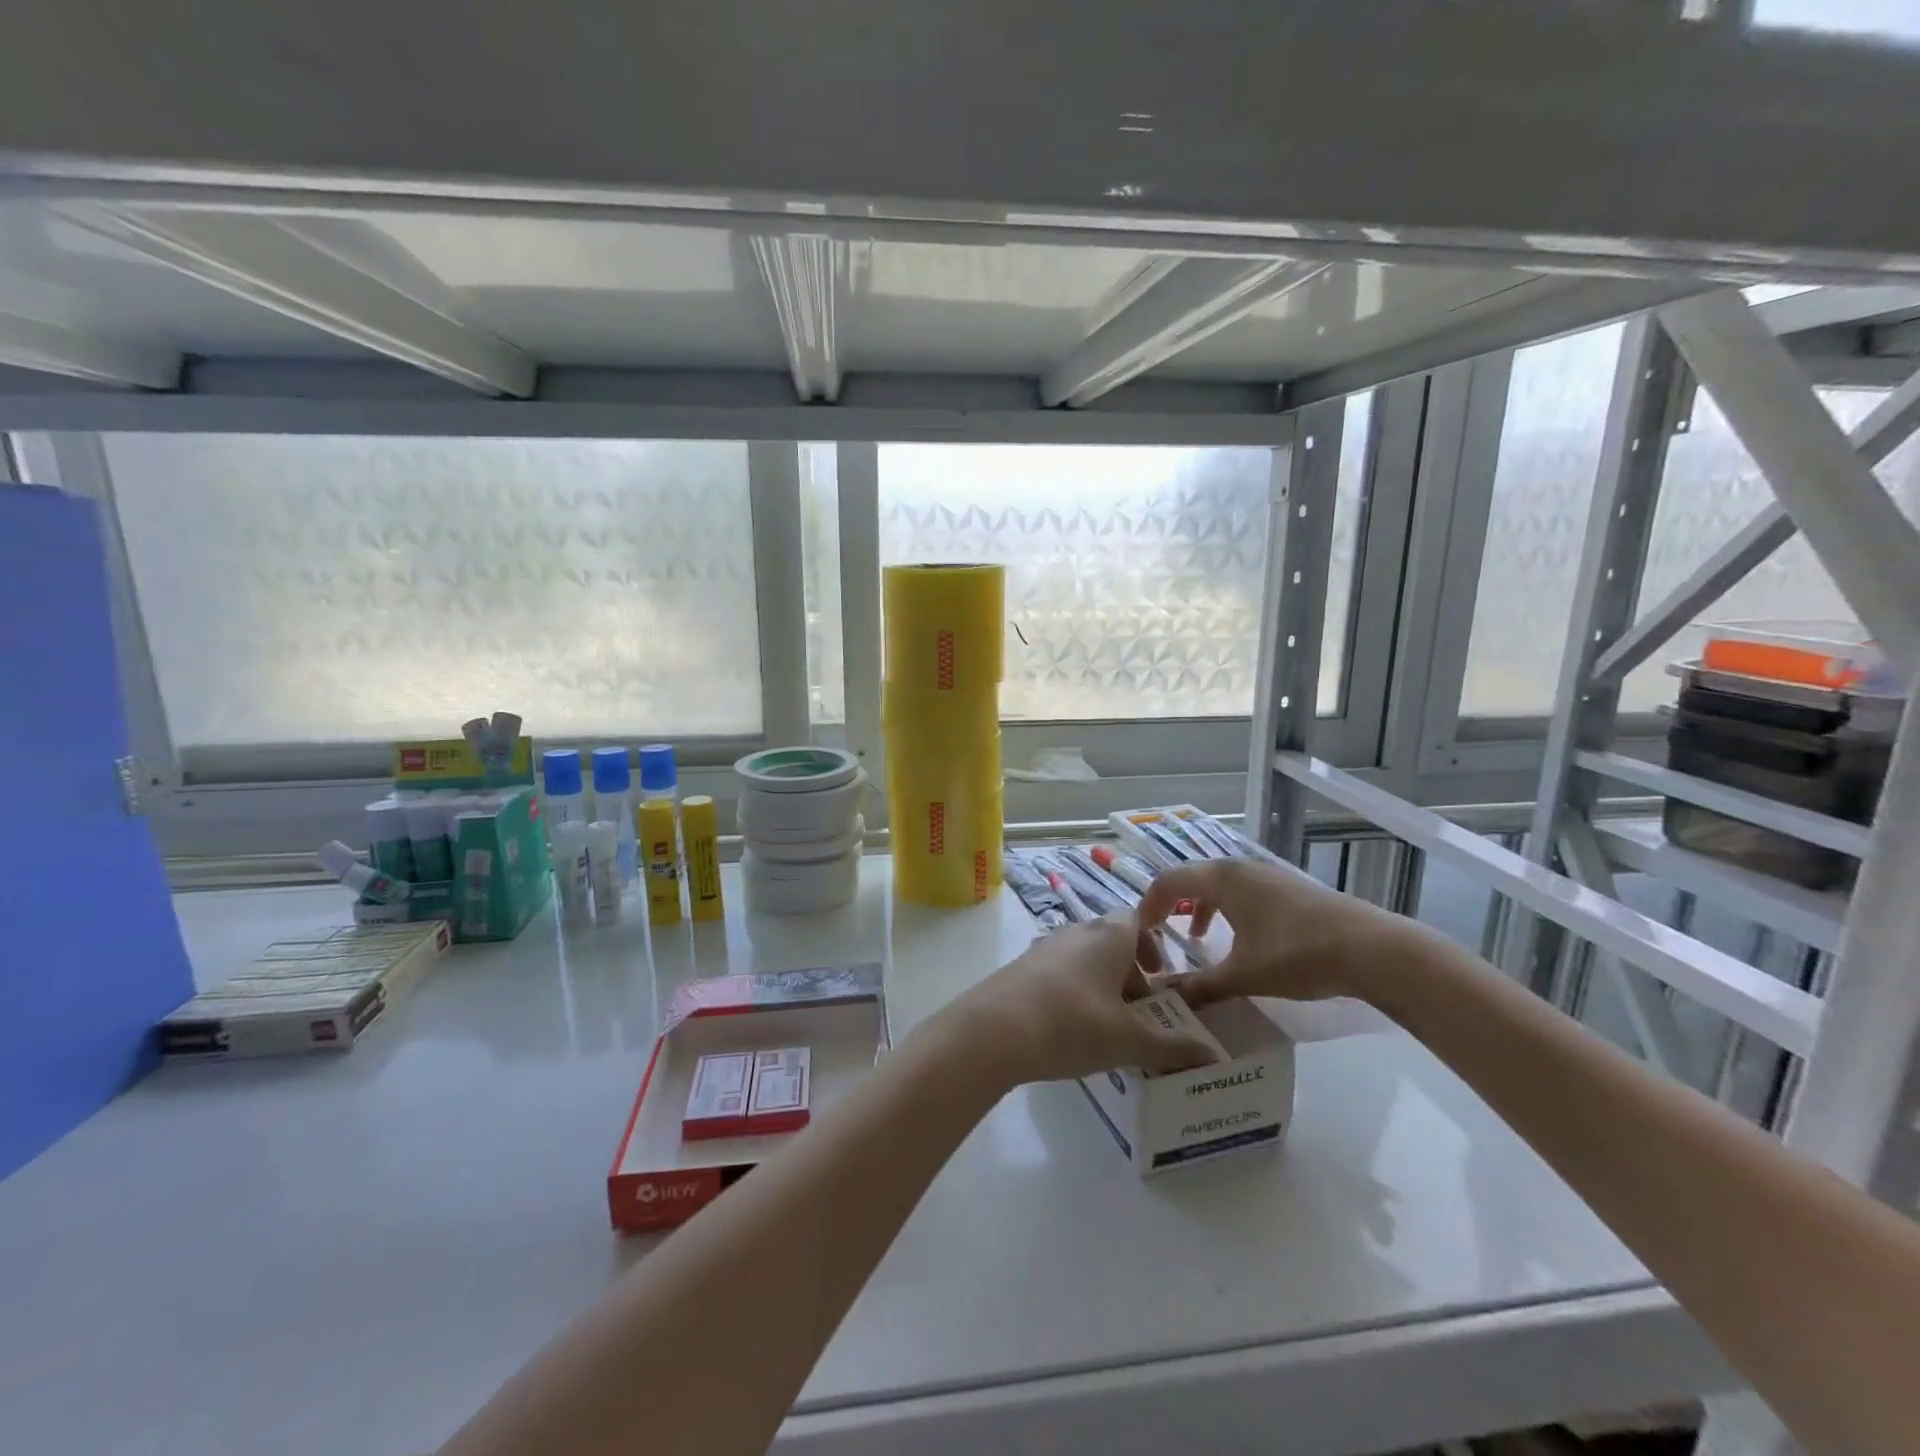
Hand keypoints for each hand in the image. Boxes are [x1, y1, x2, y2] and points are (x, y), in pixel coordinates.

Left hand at [936, 915, 1223, 1087]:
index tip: (1161, 980)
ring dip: (1100, 986)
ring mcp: (1044, 947)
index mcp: (1108, 935)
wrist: (992, 1030)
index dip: (1153, 948)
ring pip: (1083, 959)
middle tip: (1139, 1014)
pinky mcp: (1020, 968)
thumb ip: (1173, 1047)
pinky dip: (1072, 994)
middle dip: (1129, 974)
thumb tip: (1214, 1056)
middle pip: (1110, 942)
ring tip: (1107, 1029)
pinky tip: (1069, 1031)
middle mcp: (1076, 931)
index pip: (1137, 922)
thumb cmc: (1072, 1023)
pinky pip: (1058, 974)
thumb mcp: (1129, 1040)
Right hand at [1138, 857, 1414, 1006]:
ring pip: (1220, 885)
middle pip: (1193, 878)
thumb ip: (1201, 986)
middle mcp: (1240, 868)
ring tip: (1198, 938)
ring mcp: (1268, 876)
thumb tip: (1166, 1000)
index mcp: (1222, 879)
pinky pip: (1243, 892)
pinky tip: (1241, 939)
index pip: (1169, 882)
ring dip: (1202, 908)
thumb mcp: (1243, 976)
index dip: (1149, 906)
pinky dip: (1228, 910)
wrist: (1372, 949)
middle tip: (1163, 935)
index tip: (1141, 934)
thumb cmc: (1297, 955)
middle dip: (1173, 905)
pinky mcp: (1290, 889)